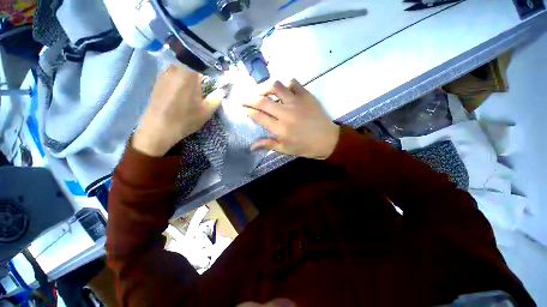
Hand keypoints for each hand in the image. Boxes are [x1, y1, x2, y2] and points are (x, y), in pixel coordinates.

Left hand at [133, 65, 222, 156]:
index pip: (201, 59)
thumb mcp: (206, 111)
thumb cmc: (185, 119)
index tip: (219, 68)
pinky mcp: (159, 80)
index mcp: (188, 74)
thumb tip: (223, 90)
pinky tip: (185, 85)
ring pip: (181, 64)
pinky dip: (182, 75)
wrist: (159, 128)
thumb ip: (217, 98)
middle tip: (210, 73)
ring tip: (199, 79)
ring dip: (191, 69)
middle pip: (190, 59)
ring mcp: (165, 73)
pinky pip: (174, 71)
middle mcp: (175, 68)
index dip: (211, 62)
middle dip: (201, 64)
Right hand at [243, 79, 339, 159]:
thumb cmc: (305, 147)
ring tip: (261, 91)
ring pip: (275, 86)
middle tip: (243, 98)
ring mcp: (296, 102)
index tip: (243, 108)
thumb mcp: (285, 149)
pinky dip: (285, 84)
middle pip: (262, 101)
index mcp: (279, 129)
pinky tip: (282, 90)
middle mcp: (285, 113)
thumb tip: (250, 146)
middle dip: (249, 98)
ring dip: (264, 87)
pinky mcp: (306, 95)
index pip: (259, 116)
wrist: (327, 140)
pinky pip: (292, 82)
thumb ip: (267, 145)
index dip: (248, 111)